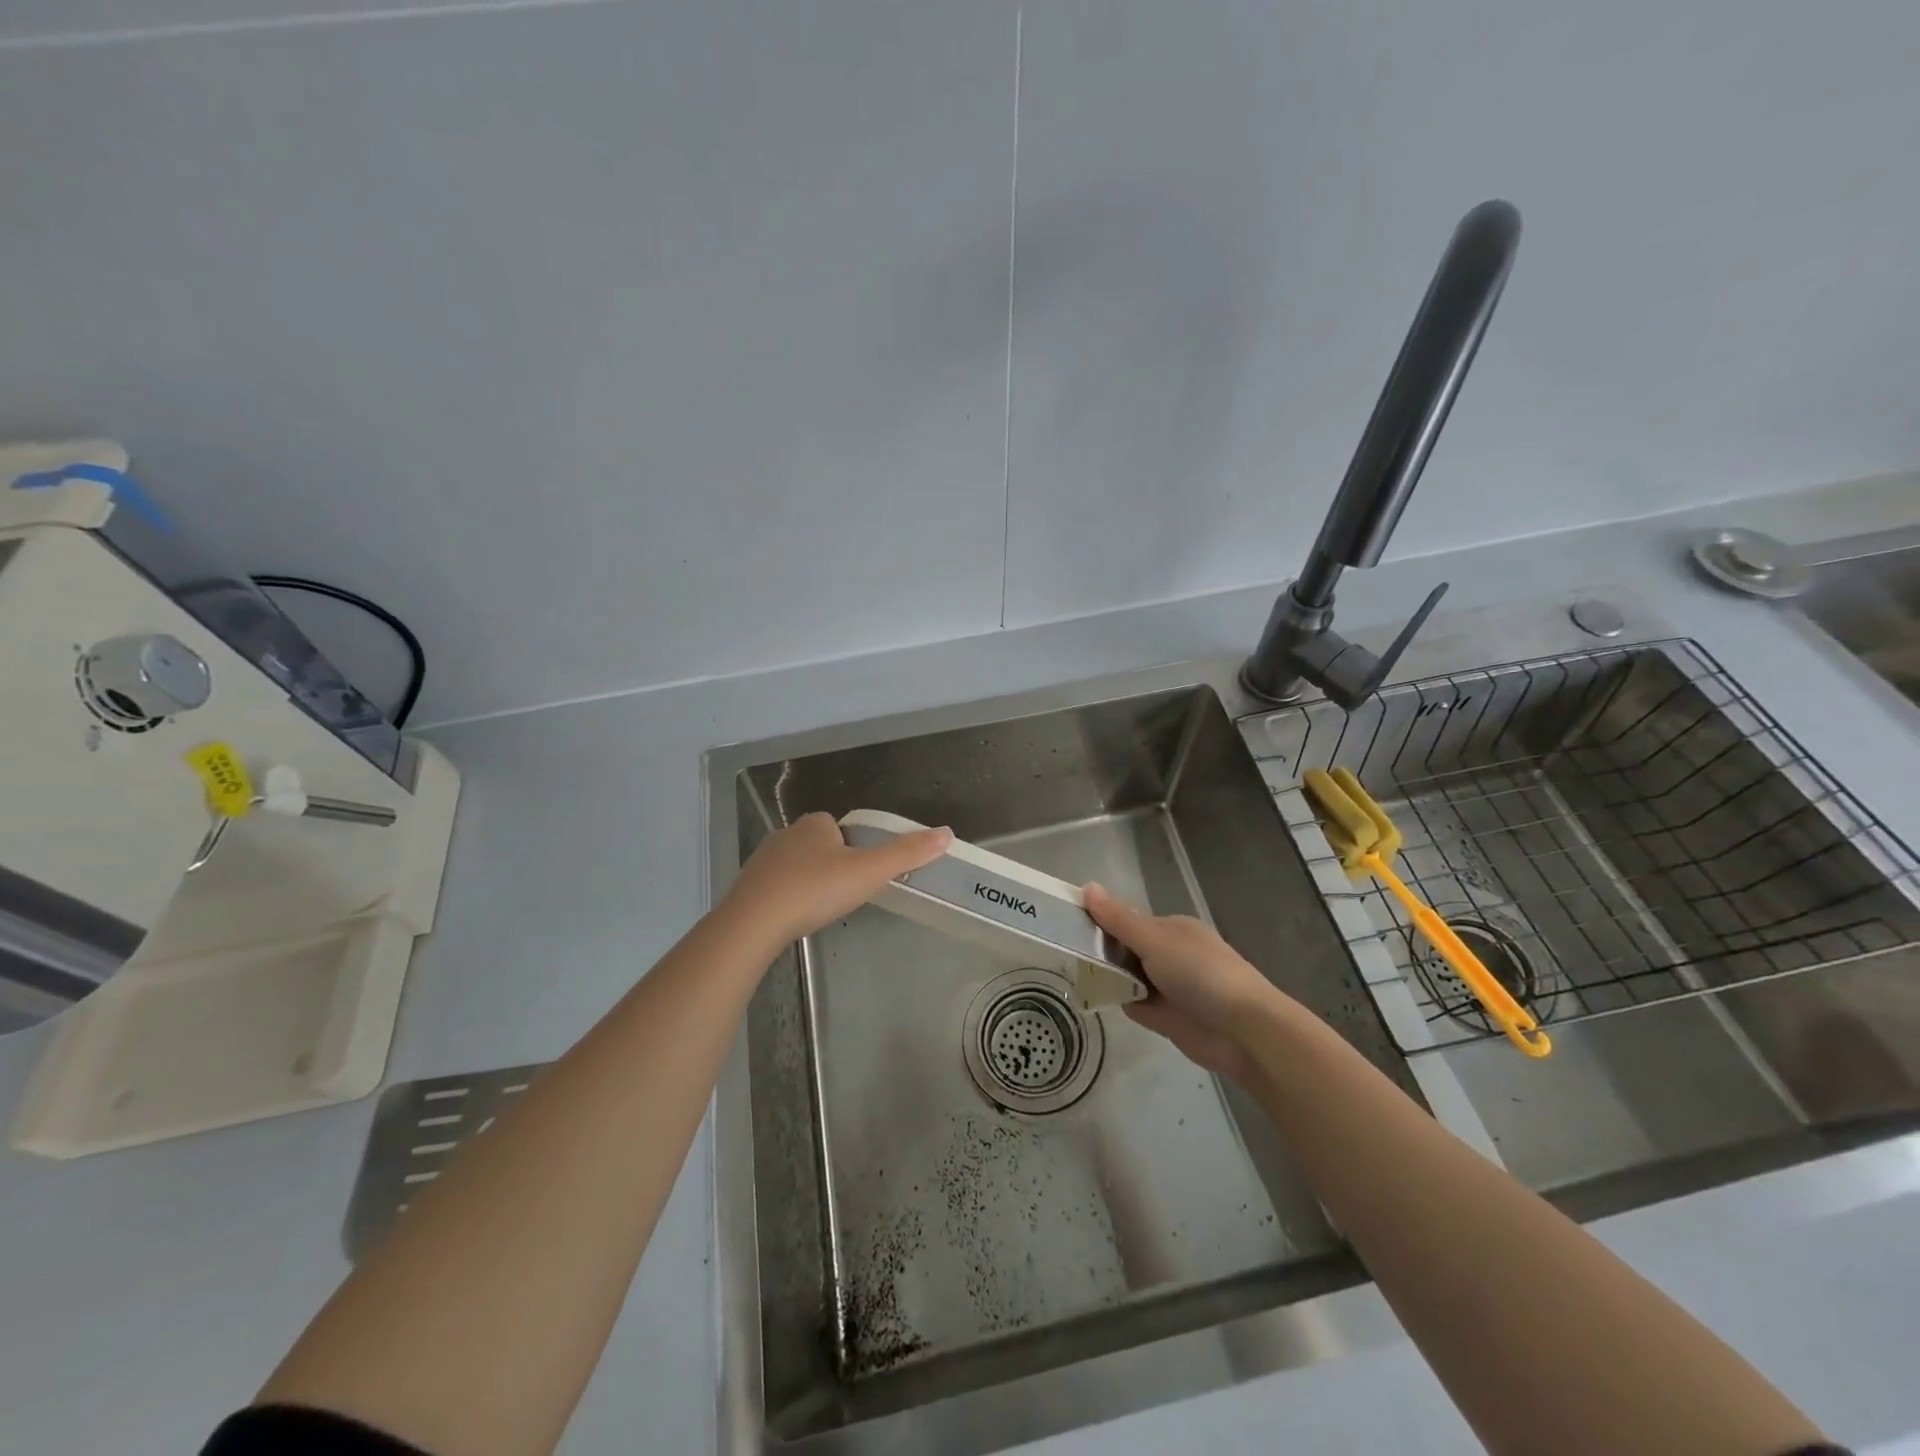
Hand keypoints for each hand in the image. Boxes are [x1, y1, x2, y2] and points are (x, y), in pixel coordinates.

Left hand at [722, 812, 951, 948]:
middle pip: (820, 847)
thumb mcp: (869, 871)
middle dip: (833, 866)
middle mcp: (787, 833)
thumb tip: (946, 833)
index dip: (856, 850)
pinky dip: (788, 899)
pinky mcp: (748, 885)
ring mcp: (763, 859)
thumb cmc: (815, 890)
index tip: (862, 876)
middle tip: (844, 896)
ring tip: (820, 910)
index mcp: (816, 823)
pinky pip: (776, 887)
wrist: (753, 923)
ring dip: (809, 883)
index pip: (842, 829)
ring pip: (797, 867)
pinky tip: (793, 919)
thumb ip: (907, 853)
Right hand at [1084, 883, 1286, 1083]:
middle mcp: (1171, 955)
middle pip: (1126, 950)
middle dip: (1103, 953)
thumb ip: (1118, 919)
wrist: (1243, 1031)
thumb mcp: (1154, 941)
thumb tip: (1087, 886)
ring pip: (1129, 978)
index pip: (1128, 921)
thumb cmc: (1200, 974)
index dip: (1102, 924)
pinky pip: (1136, 1004)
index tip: (1073, 928)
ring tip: (1076, 975)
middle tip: (1070, 954)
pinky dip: (1122, 1002)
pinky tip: (1098, 999)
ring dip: (1110, 978)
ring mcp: (1170, 987)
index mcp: (1172, 929)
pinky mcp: (1168, 1017)